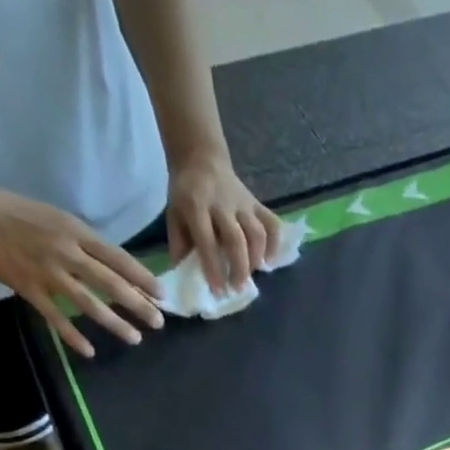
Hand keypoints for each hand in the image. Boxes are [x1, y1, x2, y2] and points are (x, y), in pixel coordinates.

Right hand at [0, 177, 163, 357]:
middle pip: (110, 283)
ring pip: (88, 303)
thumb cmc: (17, 212)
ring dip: (114, 323)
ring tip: (135, 338)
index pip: (118, 258)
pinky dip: (73, 336)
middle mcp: (65, 252)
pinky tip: (90, 351)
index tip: (162, 294)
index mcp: (75, 231)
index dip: (142, 278)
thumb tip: (119, 269)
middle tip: (159, 322)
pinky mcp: (28, 288)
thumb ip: (87, 243)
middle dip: (138, 305)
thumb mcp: (59, 219)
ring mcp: (47, 272)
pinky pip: (55, 317)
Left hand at [167, 149, 282, 293]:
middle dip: (239, 267)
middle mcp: (221, 204)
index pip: (207, 241)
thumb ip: (180, 244)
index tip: (219, 291)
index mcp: (196, 206)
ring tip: (253, 274)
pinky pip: (272, 223)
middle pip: (236, 239)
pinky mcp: (257, 203)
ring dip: (257, 258)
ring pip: (257, 232)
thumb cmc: (186, 193)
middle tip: (239, 288)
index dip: (213, 268)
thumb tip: (185, 276)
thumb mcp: (173, 215)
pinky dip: (275, 244)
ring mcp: (243, 203)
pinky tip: (270, 260)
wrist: (201, 158)